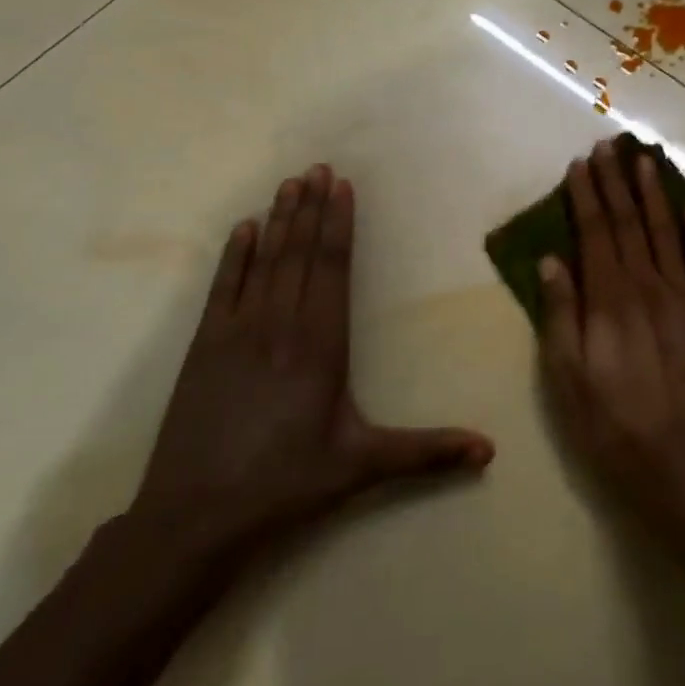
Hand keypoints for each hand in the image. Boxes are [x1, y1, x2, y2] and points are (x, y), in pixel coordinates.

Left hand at [132, 164, 493, 553]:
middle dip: (311, 208)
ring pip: (264, 262)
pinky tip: (244, 228)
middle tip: (318, 167)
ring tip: (289, 183)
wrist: (193, 518)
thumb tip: (490, 450)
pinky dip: (234, 255)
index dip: (339, 224)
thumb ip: (426, 452)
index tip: (342, 186)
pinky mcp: (204, 348)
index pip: (332, 269)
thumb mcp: (361, 467)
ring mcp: (236, 333)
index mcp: (320, 345)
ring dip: (279, 220)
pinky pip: (223, 288)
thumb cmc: (285, 486)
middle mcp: (279, 326)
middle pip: (299, 254)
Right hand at [539, 140, 684, 539]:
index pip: (594, 233)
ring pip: (668, 232)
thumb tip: (552, 260)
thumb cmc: (613, 425)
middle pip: (629, 224)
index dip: (586, 197)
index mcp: (609, 300)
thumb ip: (560, 314)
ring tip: (645, 160)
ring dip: (655, 194)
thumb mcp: (567, 378)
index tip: (580, 165)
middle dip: (616, 183)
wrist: (684, 464)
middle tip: (608, 146)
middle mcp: (648, 286)